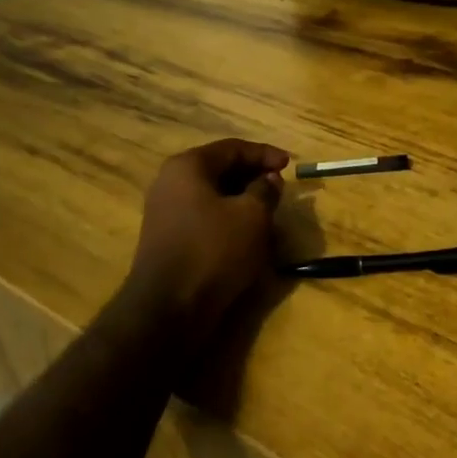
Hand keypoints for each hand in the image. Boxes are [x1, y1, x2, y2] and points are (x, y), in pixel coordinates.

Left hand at [128, 139, 288, 327]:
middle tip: (280, 188)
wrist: (168, 308)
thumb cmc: (213, 251)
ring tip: (269, 212)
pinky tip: (247, 235)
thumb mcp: (252, 216)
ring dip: (242, 200)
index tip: (291, 165)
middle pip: (220, 169)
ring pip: (213, 195)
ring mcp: (165, 212)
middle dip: (253, 177)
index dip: (265, 154)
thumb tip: (269, 179)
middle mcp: (170, 182)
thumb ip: (265, 190)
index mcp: (188, 166)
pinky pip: (204, 217)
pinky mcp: (168, 239)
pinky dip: (228, 219)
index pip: (232, 148)